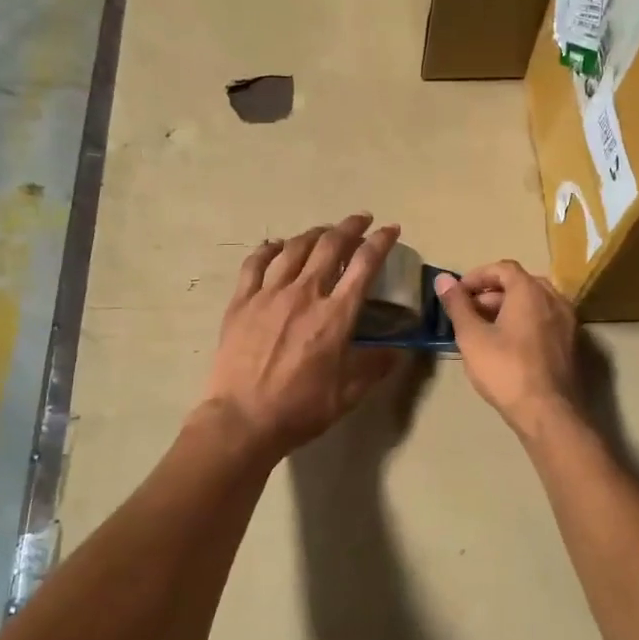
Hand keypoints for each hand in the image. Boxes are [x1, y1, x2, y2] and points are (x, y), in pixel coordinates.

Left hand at [200, 215, 403, 461]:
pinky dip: (269, 249)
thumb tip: (397, 350)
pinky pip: (255, 264)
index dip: (380, 242)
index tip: (390, 230)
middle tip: (360, 220)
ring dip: (313, 234)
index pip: (364, 265)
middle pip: (330, 246)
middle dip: (349, 227)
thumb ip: (375, 366)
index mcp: (335, 315)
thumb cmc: (300, 408)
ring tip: (323, 231)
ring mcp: (269, 294)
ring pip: (294, 248)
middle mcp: (305, 294)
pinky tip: (276, 246)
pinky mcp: (241, 302)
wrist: (242, 419)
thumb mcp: (348, 393)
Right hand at [435, 261, 581, 436]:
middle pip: (520, 283)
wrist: (548, 412)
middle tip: (469, 312)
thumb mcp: (472, 336)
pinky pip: (545, 320)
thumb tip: (442, 278)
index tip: (458, 293)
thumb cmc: (505, 369)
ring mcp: (567, 321)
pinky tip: (508, 345)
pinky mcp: (572, 343)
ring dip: (508, 308)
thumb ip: (457, 304)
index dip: (477, 276)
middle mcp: (554, 299)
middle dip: (491, 293)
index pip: (502, 268)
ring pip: (534, 302)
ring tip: (485, 330)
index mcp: (530, 291)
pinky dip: (525, 322)